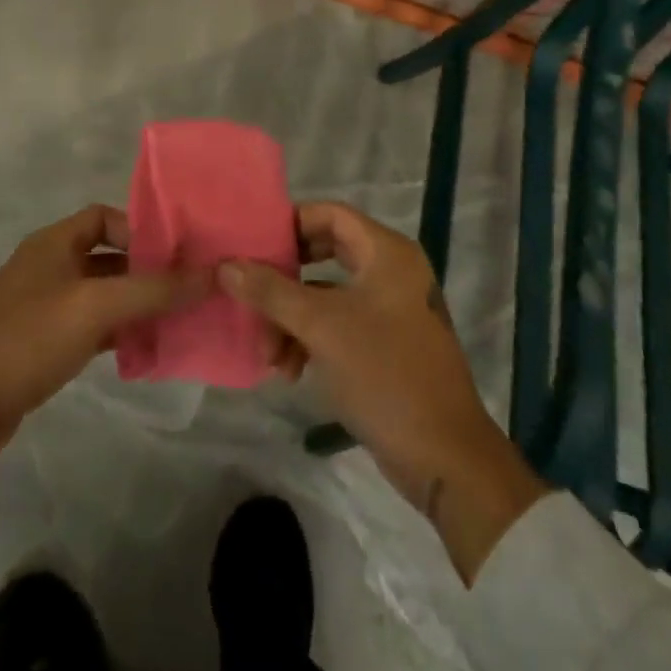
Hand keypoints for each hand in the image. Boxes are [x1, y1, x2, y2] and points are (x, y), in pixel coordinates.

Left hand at [0, 205, 204, 474]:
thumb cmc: (25, 340)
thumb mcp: (94, 307)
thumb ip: (154, 289)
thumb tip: (212, 273)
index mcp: (55, 243)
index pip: (106, 217)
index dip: (142, 229)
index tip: (179, 253)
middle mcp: (51, 267)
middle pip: (111, 257)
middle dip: (150, 271)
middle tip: (194, 288)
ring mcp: (48, 308)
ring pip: (106, 295)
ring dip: (140, 305)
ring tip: (184, 319)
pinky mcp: (47, 344)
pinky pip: (96, 328)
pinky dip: (122, 334)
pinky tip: (150, 349)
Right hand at [219, 201, 547, 583]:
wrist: (443, 456)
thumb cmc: (384, 373)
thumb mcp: (321, 327)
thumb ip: (271, 291)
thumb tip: (226, 264)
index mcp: (387, 253)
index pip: (330, 214)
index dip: (290, 224)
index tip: (252, 245)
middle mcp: (391, 272)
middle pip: (324, 255)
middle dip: (284, 281)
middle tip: (252, 294)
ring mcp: (390, 309)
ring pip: (326, 296)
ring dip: (292, 320)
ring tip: (270, 357)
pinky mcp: (386, 344)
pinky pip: (338, 325)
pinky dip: (311, 340)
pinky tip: (289, 371)